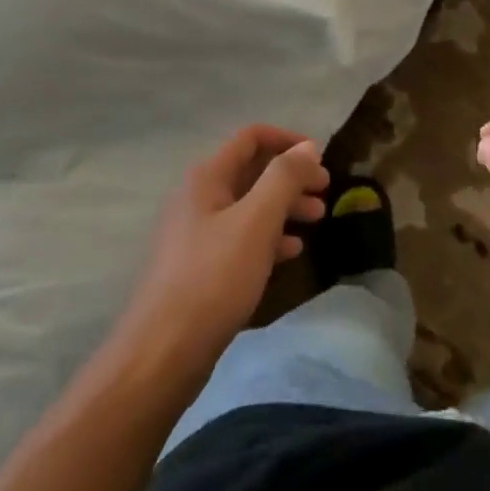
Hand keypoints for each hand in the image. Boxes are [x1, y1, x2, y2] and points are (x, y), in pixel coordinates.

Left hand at [116, 125, 328, 378]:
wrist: (164, 352)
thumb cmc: (213, 278)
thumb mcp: (256, 221)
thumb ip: (284, 178)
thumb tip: (307, 146)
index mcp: (207, 177)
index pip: (251, 138)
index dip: (288, 140)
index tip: (320, 158)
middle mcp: (199, 197)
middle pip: (252, 171)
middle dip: (291, 177)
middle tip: (325, 192)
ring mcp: (197, 233)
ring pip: (249, 206)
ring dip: (284, 206)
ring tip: (317, 219)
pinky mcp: (200, 267)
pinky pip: (241, 237)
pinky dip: (268, 237)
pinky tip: (291, 252)